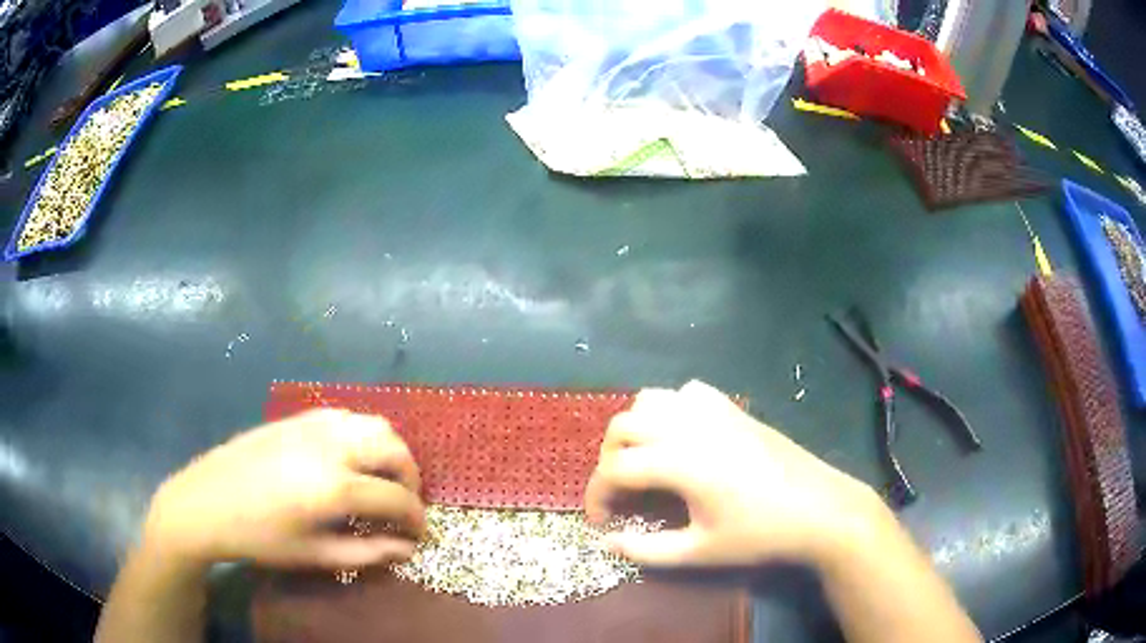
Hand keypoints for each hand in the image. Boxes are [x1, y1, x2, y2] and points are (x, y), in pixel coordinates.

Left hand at [142, 409, 425, 569]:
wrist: (207, 501)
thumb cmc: (260, 537)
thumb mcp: (314, 555)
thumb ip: (367, 553)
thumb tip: (408, 550)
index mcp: (334, 486)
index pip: (396, 497)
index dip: (416, 518)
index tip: (419, 534)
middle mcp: (331, 445)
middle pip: (394, 448)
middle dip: (410, 477)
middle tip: (403, 505)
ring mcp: (313, 424)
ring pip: (374, 423)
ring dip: (389, 452)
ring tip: (381, 480)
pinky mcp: (298, 416)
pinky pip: (347, 417)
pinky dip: (364, 436)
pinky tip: (351, 461)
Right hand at [586, 380, 880, 567]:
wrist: (820, 509)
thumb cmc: (760, 534)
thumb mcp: (700, 551)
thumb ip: (646, 550)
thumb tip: (606, 543)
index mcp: (679, 461)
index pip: (615, 469)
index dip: (597, 496)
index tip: (602, 522)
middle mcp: (689, 425)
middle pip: (622, 426)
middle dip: (610, 459)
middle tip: (622, 494)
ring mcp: (713, 410)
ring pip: (650, 399)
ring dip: (636, 429)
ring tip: (645, 461)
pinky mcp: (733, 408)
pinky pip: (686, 393)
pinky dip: (670, 409)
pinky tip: (682, 437)